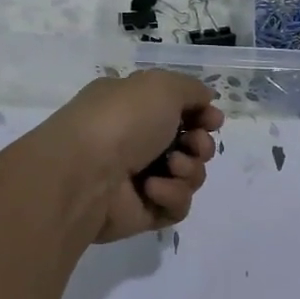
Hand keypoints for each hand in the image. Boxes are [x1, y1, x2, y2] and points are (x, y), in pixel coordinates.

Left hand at [45, 71, 224, 241]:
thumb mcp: (161, 86)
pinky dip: (171, 195)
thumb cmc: (122, 120)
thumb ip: (191, 89)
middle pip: (191, 146)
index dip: (202, 116)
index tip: (213, 120)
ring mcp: (140, 179)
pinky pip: (177, 206)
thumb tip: (206, 100)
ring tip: (169, 167)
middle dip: (201, 145)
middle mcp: (137, 142)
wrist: (86, 172)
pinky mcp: (144, 212)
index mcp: (135, 108)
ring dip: (188, 170)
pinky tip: (151, 190)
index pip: (180, 112)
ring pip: (190, 177)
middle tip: (193, 145)